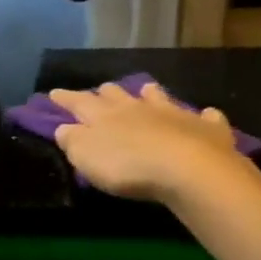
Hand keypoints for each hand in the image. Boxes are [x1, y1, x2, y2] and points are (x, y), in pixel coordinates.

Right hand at [49, 82, 247, 203]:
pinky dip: (203, 116)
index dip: (65, 98)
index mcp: (105, 115)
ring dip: (151, 94)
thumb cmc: (128, 166)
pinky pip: (206, 117)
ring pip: (158, 97)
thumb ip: (73, 141)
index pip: (79, 102)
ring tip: (147, 91)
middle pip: (118, 95)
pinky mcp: (206, 128)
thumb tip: (64, 128)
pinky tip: (207, 115)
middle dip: (106, 93)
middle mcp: (138, 107)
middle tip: (101, 91)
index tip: (53, 93)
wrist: (189, 168)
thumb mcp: (87, 157)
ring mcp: (174, 113)